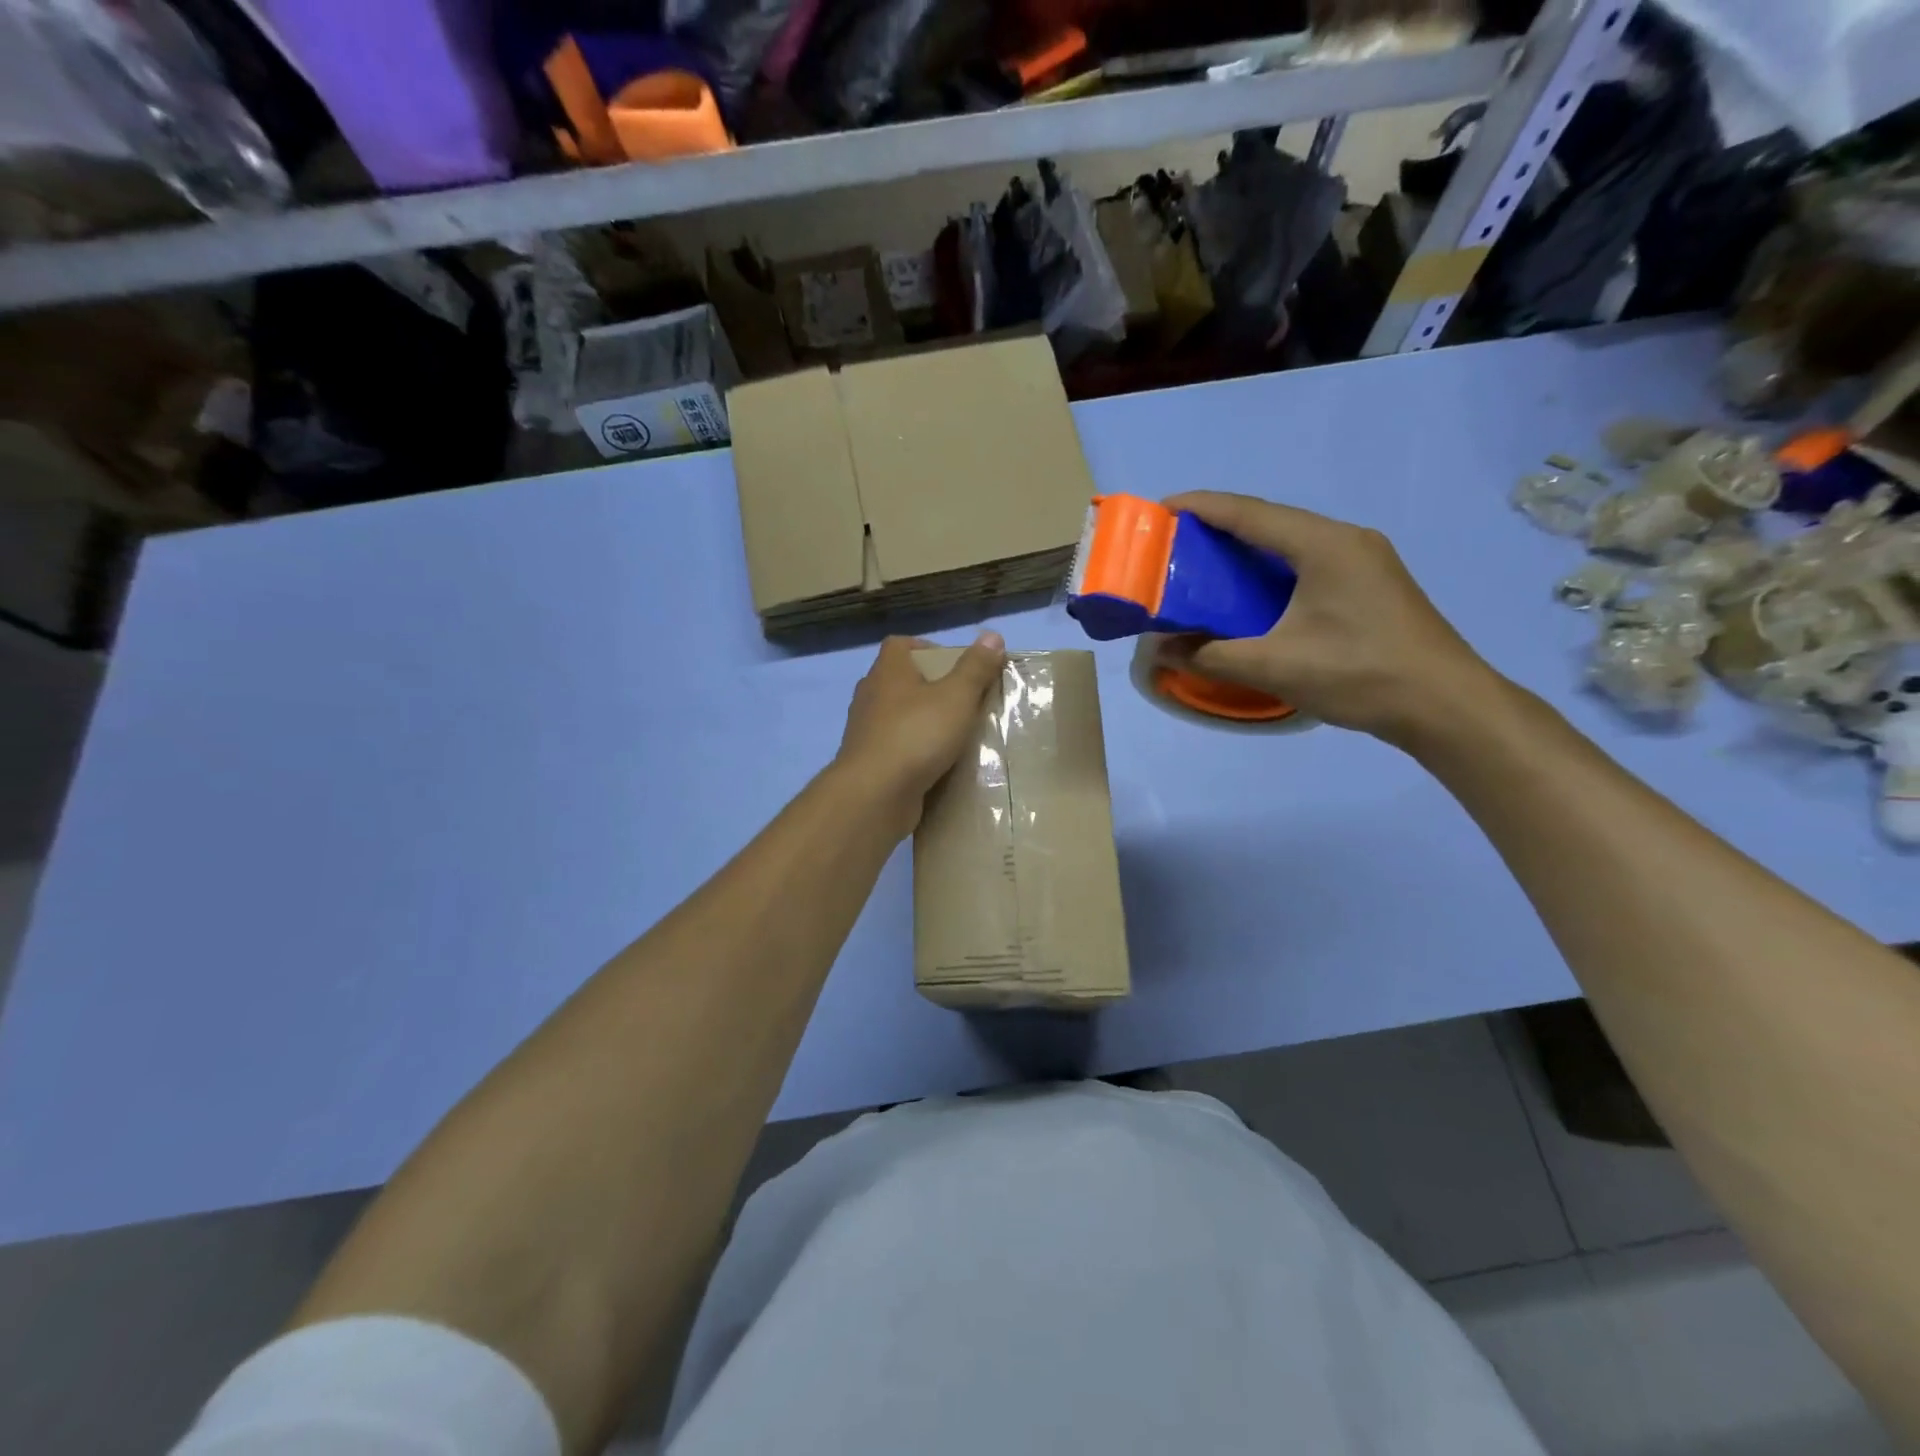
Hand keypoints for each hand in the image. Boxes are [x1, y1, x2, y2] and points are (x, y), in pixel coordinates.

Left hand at [834, 633, 1006, 828]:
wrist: (875, 794)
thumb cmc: (916, 735)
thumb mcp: (956, 697)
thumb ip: (975, 668)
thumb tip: (993, 635)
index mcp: (887, 671)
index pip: (900, 645)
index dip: (927, 648)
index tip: (954, 665)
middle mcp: (870, 695)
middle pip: (901, 680)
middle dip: (931, 688)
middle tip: (963, 701)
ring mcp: (865, 730)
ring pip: (898, 716)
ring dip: (922, 721)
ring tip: (955, 734)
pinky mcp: (868, 762)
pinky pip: (896, 748)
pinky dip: (914, 751)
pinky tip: (938, 764)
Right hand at [1159, 492, 1499, 745]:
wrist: (1446, 705)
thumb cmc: (1359, 674)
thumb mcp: (1274, 666)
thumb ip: (1210, 655)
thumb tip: (1159, 650)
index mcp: (1323, 544)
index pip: (1249, 513)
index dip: (1201, 507)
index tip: (1159, 510)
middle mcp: (1346, 540)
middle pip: (1271, 521)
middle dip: (1219, 528)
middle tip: (1175, 545)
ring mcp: (1365, 561)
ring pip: (1292, 542)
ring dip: (1247, 550)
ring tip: (1205, 567)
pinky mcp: (1372, 585)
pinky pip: (1309, 563)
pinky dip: (1272, 570)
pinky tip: (1254, 595)